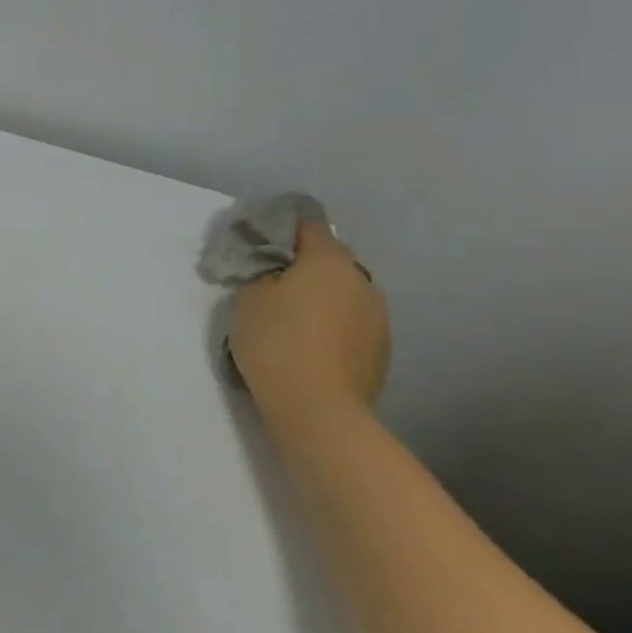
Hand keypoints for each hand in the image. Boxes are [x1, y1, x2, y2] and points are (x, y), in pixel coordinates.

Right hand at [229, 219, 389, 415]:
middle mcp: (361, 280)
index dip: (282, 225)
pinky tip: (312, 343)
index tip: (259, 237)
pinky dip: (334, 324)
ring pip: (345, 291)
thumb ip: (264, 273)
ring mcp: (378, 316)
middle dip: (305, 263)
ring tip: (294, 316)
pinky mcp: (381, 349)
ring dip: (324, 295)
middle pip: (331, 257)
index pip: (308, 223)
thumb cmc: (276, 342)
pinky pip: (353, 322)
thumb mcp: (249, 297)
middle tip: (273, 279)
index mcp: (329, 259)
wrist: (318, 408)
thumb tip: (278, 271)